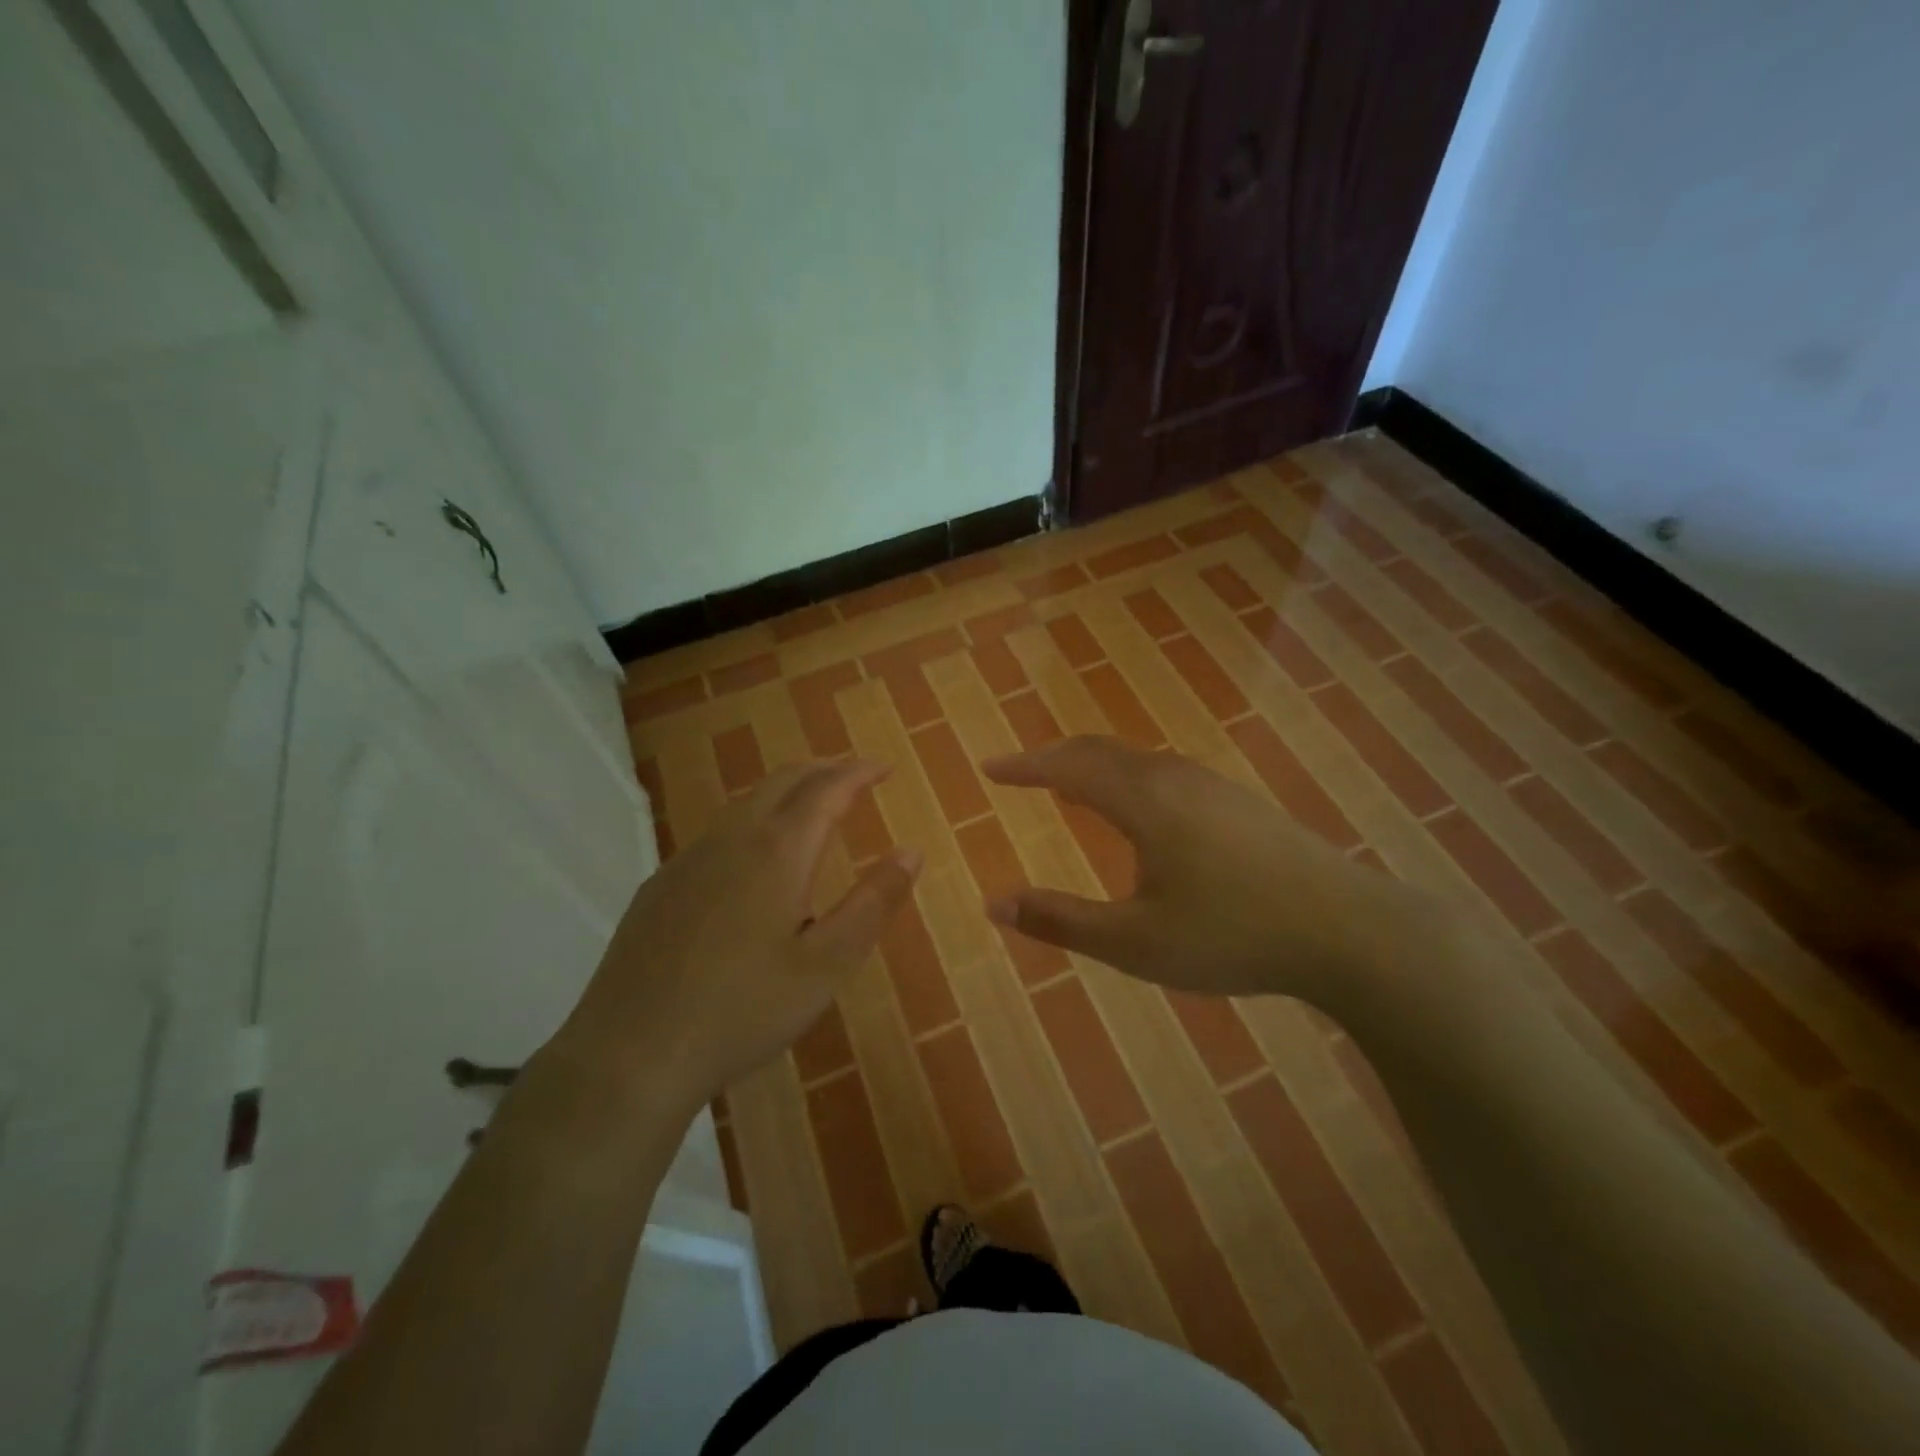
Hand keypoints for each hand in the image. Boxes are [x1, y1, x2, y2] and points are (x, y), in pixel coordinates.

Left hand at [555, 760, 920, 1111]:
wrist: (630, 1054)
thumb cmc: (743, 1010)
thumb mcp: (826, 966)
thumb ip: (873, 904)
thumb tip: (911, 852)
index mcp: (777, 852)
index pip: (826, 790)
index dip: (858, 773)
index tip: (884, 767)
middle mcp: (730, 840)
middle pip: (782, 781)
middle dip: (823, 770)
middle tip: (854, 777)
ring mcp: (687, 861)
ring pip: (745, 804)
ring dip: (786, 794)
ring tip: (811, 810)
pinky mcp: (660, 887)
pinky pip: (717, 835)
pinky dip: (752, 823)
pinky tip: (752, 863)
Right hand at [982, 737, 1447, 1008]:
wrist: (1350, 930)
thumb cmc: (1233, 935)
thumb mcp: (1135, 942)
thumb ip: (1061, 921)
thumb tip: (995, 905)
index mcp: (1143, 801)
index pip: (1066, 768)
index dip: (1023, 767)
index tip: (989, 768)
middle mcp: (1174, 778)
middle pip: (1099, 752)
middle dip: (1053, 758)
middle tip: (1021, 772)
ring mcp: (1213, 786)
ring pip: (1136, 760)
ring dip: (1093, 765)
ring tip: (1069, 785)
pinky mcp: (1239, 802)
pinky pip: (1163, 773)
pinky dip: (1126, 777)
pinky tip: (1139, 809)